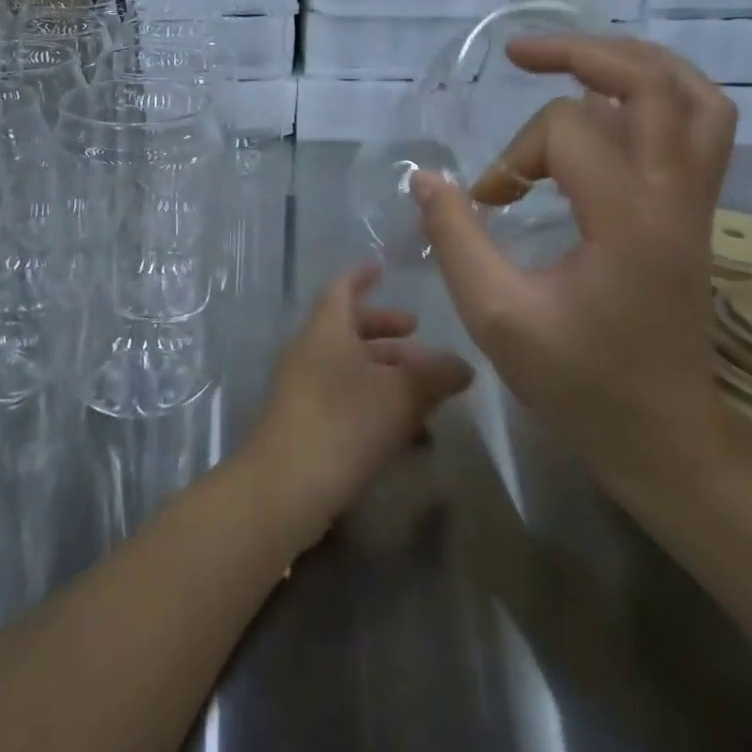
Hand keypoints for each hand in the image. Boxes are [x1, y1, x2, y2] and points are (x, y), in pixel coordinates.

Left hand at [239, 263, 472, 550]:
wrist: (288, 484)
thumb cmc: (346, 420)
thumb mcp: (403, 394)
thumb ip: (437, 375)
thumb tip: (463, 366)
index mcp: (327, 328)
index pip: (342, 287)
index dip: (362, 275)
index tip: (381, 268)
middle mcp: (310, 350)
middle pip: (348, 327)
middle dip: (385, 330)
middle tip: (418, 333)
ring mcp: (303, 387)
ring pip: (349, 365)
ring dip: (385, 369)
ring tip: (424, 387)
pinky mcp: (305, 421)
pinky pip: (343, 396)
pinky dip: (373, 399)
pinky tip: (405, 427)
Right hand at [411, 36, 736, 491]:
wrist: (665, 436)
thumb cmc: (580, 384)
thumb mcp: (497, 317)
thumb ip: (456, 239)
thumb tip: (427, 178)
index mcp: (629, 220)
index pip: (568, 133)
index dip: (512, 158)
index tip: (485, 203)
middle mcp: (675, 196)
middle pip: (650, 82)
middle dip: (581, 54)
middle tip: (523, 53)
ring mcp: (696, 202)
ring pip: (693, 95)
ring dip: (633, 63)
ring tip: (578, 59)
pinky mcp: (697, 213)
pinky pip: (700, 125)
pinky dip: (659, 95)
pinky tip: (615, 106)